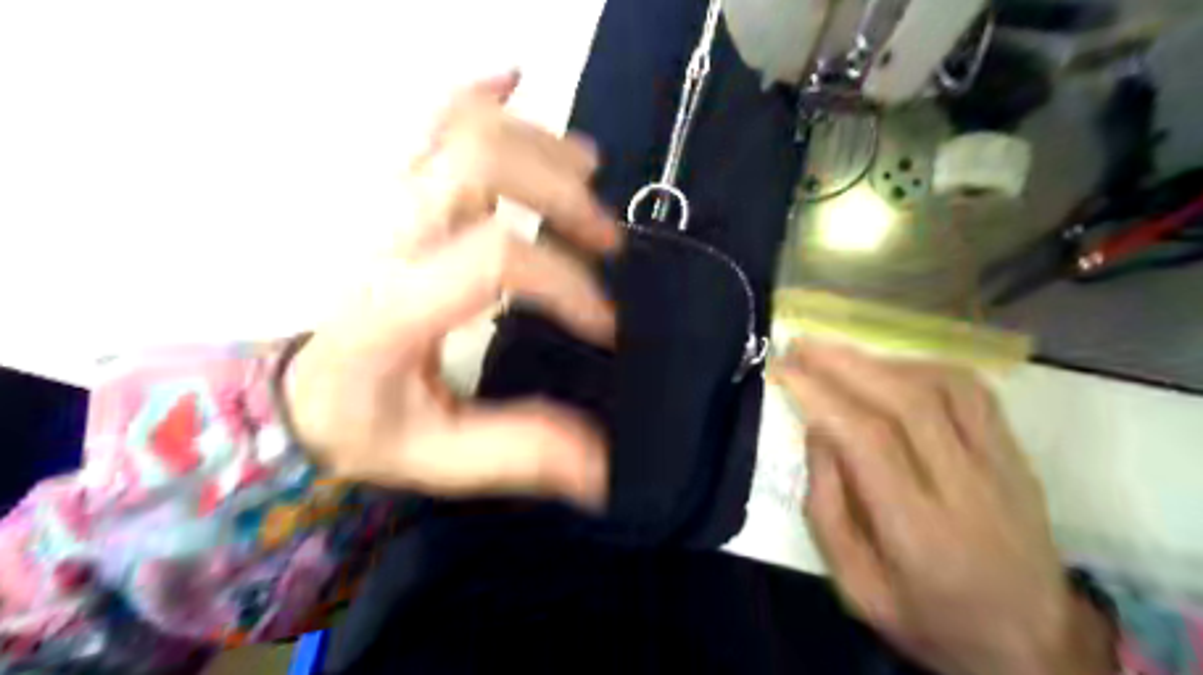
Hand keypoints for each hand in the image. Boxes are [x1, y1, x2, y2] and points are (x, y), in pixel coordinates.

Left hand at [283, 72, 619, 509]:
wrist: (306, 389)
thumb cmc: (367, 422)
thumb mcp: (439, 457)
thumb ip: (519, 453)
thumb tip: (604, 463)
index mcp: (390, 308)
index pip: (492, 257)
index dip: (565, 283)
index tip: (605, 326)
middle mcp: (385, 239)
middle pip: (479, 163)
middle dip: (561, 195)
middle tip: (606, 240)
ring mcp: (385, 205)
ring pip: (460, 128)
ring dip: (539, 144)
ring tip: (587, 174)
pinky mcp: (394, 194)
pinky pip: (430, 117)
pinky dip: (480, 93)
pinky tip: (516, 85)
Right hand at [775, 340, 1112, 673]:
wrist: (1032, 647)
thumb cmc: (929, 619)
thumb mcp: (857, 588)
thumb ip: (827, 509)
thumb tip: (817, 431)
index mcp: (918, 531)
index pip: (867, 439)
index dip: (820, 395)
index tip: (784, 370)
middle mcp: (965, 488)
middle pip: (905, 401)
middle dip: (843, 363)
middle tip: (801, 344)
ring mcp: (1000, 467)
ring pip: (942, 387)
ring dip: (881, 360)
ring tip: (839, 355)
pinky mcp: (1017, 456)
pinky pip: (974, 392)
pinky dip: (925, 367)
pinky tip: (894, 368)